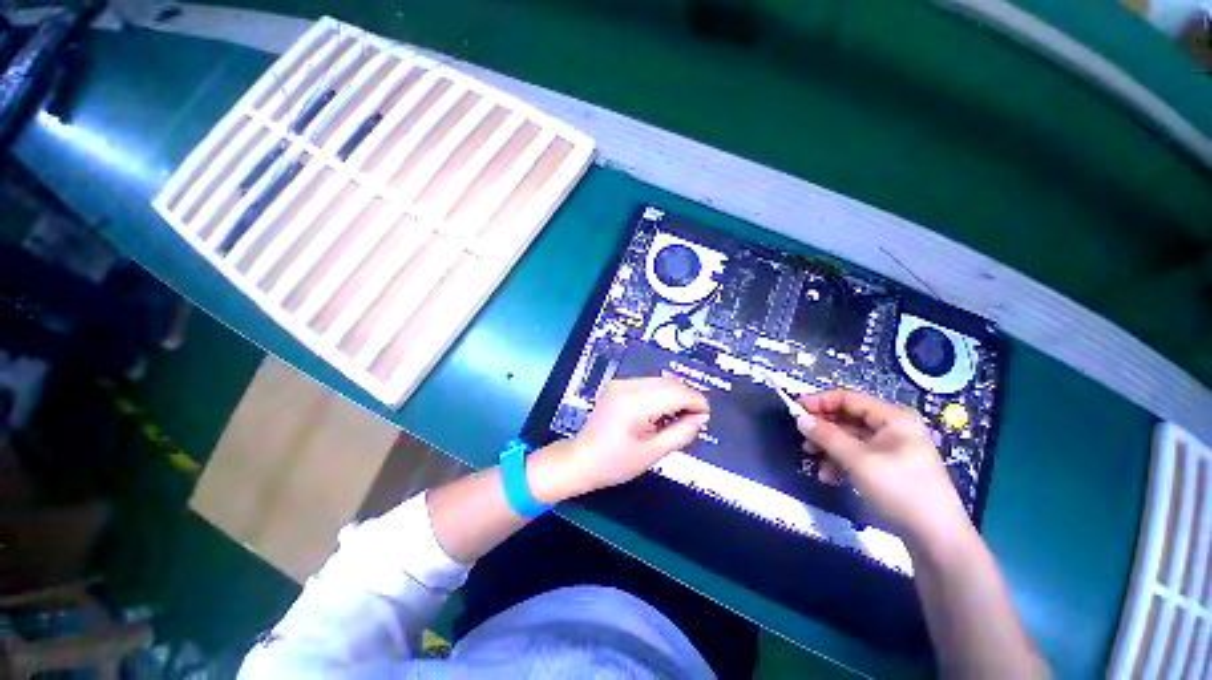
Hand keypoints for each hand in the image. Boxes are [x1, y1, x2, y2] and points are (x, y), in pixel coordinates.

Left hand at [531, 377, 708, 502]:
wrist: (580, 459)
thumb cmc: (615, 463)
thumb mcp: (652, 453)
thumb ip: (681, 432)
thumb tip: (701, 418)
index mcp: (635, 403)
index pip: (677, 393)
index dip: (697, 402)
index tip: (706, 417)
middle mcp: (627, 385)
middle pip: (670, 382)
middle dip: (688, 398)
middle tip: (694, 420)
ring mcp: (621, 383)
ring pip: (660, 381)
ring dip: (675, 395)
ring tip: (678, 418)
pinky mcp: (617, 385)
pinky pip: (648, 384)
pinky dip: (661, 394)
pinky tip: (661, 412)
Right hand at [796, 390, 968, 545]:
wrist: (936, 539)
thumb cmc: (900, 490)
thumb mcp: (858, 460)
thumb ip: (827, 436)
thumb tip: (799, 418)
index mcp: (893, 417)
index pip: (848, 398)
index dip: (819, 401)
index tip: (794, 411)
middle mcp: (893, 427)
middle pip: (847, 417)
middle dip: (822, 428)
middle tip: (801, 438)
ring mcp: (892, 448)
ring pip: (849, 437)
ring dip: (828, 447)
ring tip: (811, 459)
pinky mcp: (888, 466)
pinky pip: (856, 454)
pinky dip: (840, 462)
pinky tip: (829, 476)